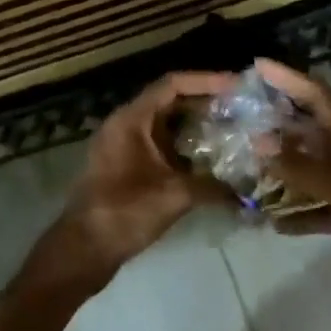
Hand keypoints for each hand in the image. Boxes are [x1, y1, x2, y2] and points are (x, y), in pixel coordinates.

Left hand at [22, 71, 235, 295]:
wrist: (83, 249)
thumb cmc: (123, 213)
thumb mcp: (173, 196)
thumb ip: (212, 186)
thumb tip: (247, 189)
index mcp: (131, 119)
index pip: (172, 84)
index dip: (206, 81)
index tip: (236, 86)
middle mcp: (127, 124)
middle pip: (171, 101)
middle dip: (206, 103)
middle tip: (242, 109)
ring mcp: (125, 145)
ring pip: (167, 124)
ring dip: (197, 126)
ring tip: (234, 130)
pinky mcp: (128, 165)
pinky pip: (161, 145)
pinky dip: (185, 147)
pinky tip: (212, 160)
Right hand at [254, 58, 330, 330]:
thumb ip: (305, 169)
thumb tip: (257, 140)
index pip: (320, 98)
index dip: (291, 78)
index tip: (257, 65)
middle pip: (311, 130)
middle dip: (277, 120)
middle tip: (237, 115)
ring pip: (310, 170)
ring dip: (281, 168)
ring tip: (243, 166)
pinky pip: (318, 209)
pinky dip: (297, 213)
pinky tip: (272, 223)